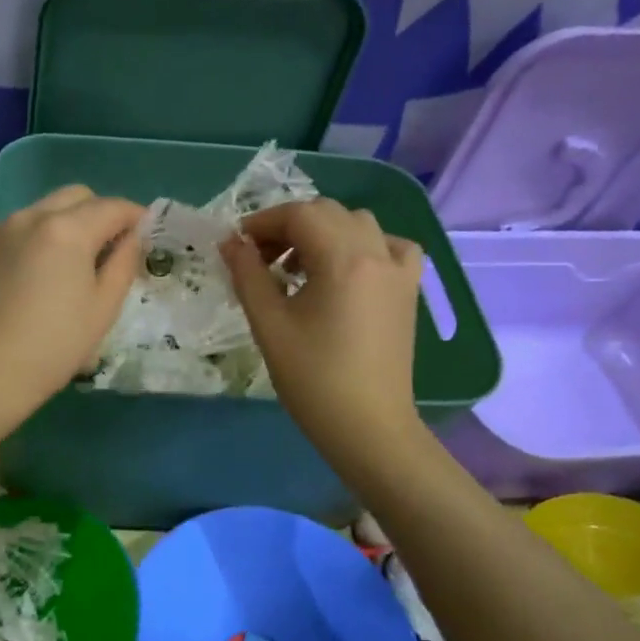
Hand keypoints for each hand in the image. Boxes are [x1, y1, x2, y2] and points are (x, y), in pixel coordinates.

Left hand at [0, 186, 144, 441]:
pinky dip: (33, 241)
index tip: (146, 234)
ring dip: (64, 225)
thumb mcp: (103, 308)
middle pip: (75, 197)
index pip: (112, 207)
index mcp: (66, 229)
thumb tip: (132, 237)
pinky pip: (14, 231)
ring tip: (69, 265)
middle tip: (109, 250)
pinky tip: (32, 279)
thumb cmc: (54, 347)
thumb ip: (124, 262)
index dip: (136, 217)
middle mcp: (29, 217)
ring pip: (41, 210)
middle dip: (99, 213)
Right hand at [221, 199, 425, 471]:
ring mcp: (398, 270)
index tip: (237, 245)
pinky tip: (347, 269)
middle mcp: (376, 253)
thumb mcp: (269, 324)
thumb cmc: (313, 379)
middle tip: (260, 258)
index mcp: (343, 260)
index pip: (299, 215)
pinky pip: (391, 246)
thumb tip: (230, 242)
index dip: (262, 222)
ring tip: (298, 267)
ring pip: (359, 223)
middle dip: (289, 226)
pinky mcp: (408, 290)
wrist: (368, 427)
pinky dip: (365, 245)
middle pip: (328, 213)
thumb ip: (247, 275)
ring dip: (323, 232)